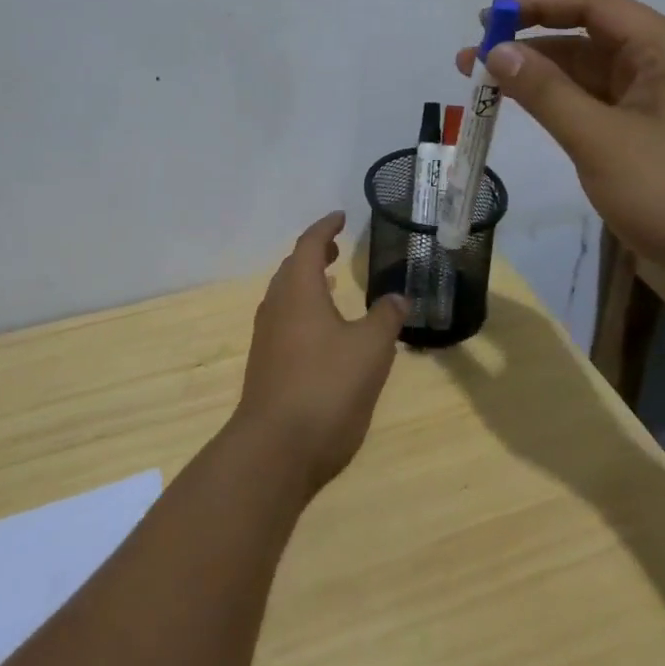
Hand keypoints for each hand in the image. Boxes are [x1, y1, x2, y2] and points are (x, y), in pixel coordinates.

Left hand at [235, 212, 407, 494]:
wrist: (276, 448)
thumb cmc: (327, 386)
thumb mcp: (371, 348)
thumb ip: (386, 317)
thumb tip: (397, 296)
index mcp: (298, 290)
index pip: (308, 245)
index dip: (324, 228)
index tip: (340, 217)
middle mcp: (277, 306)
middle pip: (291, 268)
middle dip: (313, 254)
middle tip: (336, 249)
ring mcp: (267, 338)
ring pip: (286, 296)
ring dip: (307, 283)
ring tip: (331, 284)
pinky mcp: (266, 365)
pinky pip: (285, 321)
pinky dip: (304, 310)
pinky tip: (323, 332)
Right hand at [456, 0, 664, 299]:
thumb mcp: (601, 140)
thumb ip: (545, 92)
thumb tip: (497, 50)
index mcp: (663, 49)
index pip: (591, 5)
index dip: (535, 6)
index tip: (484, 21)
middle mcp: (661, 67)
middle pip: (586, 40)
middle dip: (527, 47)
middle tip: (469, 63)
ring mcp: (657, 106)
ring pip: (587, 78)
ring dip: (539, 80)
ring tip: (484, 90)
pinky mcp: (650, 140)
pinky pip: (597, 109)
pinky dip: (560, 108)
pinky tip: (528, 116)